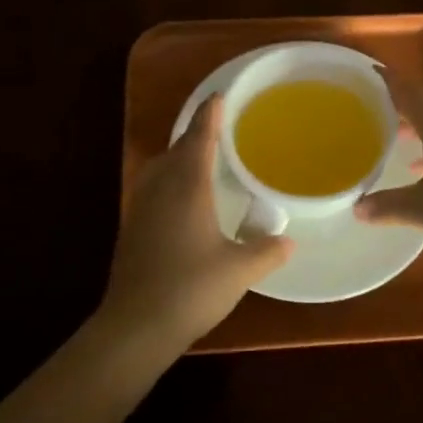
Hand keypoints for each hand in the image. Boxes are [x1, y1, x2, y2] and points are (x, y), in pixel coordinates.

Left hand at [98, 95, 293, 356]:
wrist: (135, 326)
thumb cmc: (190, 289)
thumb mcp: (239, 270)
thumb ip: (266, 251)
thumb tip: (289, 241)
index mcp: (187, 187)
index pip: (199, 138)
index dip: (210, 115)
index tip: (220, 96)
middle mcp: (161, 189)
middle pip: (177, 149)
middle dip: (196, 134)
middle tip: (220, 128)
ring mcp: (141, 208)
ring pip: (161, 168)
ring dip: (180, 157)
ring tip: (202, 159)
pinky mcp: (132, 228)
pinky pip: (153, 188)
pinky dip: (170, 179)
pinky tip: (183, 199)